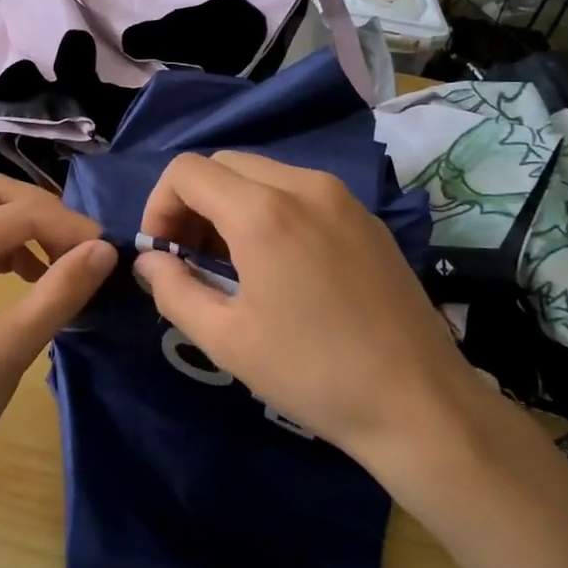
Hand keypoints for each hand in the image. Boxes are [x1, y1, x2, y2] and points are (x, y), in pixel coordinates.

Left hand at [0, 175, 116, 497]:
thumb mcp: (10, 346)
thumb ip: (60, 292)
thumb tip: (106, 250)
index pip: (23, 212)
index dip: (71, 228)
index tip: (110, 256)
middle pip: (0, 196)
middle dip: (47, 214)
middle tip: (82, 252)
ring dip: (31, 230)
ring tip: (64, 266)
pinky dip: (15, 251)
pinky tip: (32, 281)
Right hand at [134, 152, 493, 481]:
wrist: (419, 402)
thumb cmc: (312, 373)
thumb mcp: (226, 339)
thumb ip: (172, 290)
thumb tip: (148, 261)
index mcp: (263, 212)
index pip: (187, 172)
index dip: (159, 205)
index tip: (162, 252)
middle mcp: (303, 185)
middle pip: (223, 164)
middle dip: (192, 202)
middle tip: (188, 256)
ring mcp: (341, 197)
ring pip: (262, 173)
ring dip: (230, 204)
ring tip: (229, 261)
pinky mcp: (365, 217)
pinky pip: (300, 191)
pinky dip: (269, 209)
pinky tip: (278, 262)